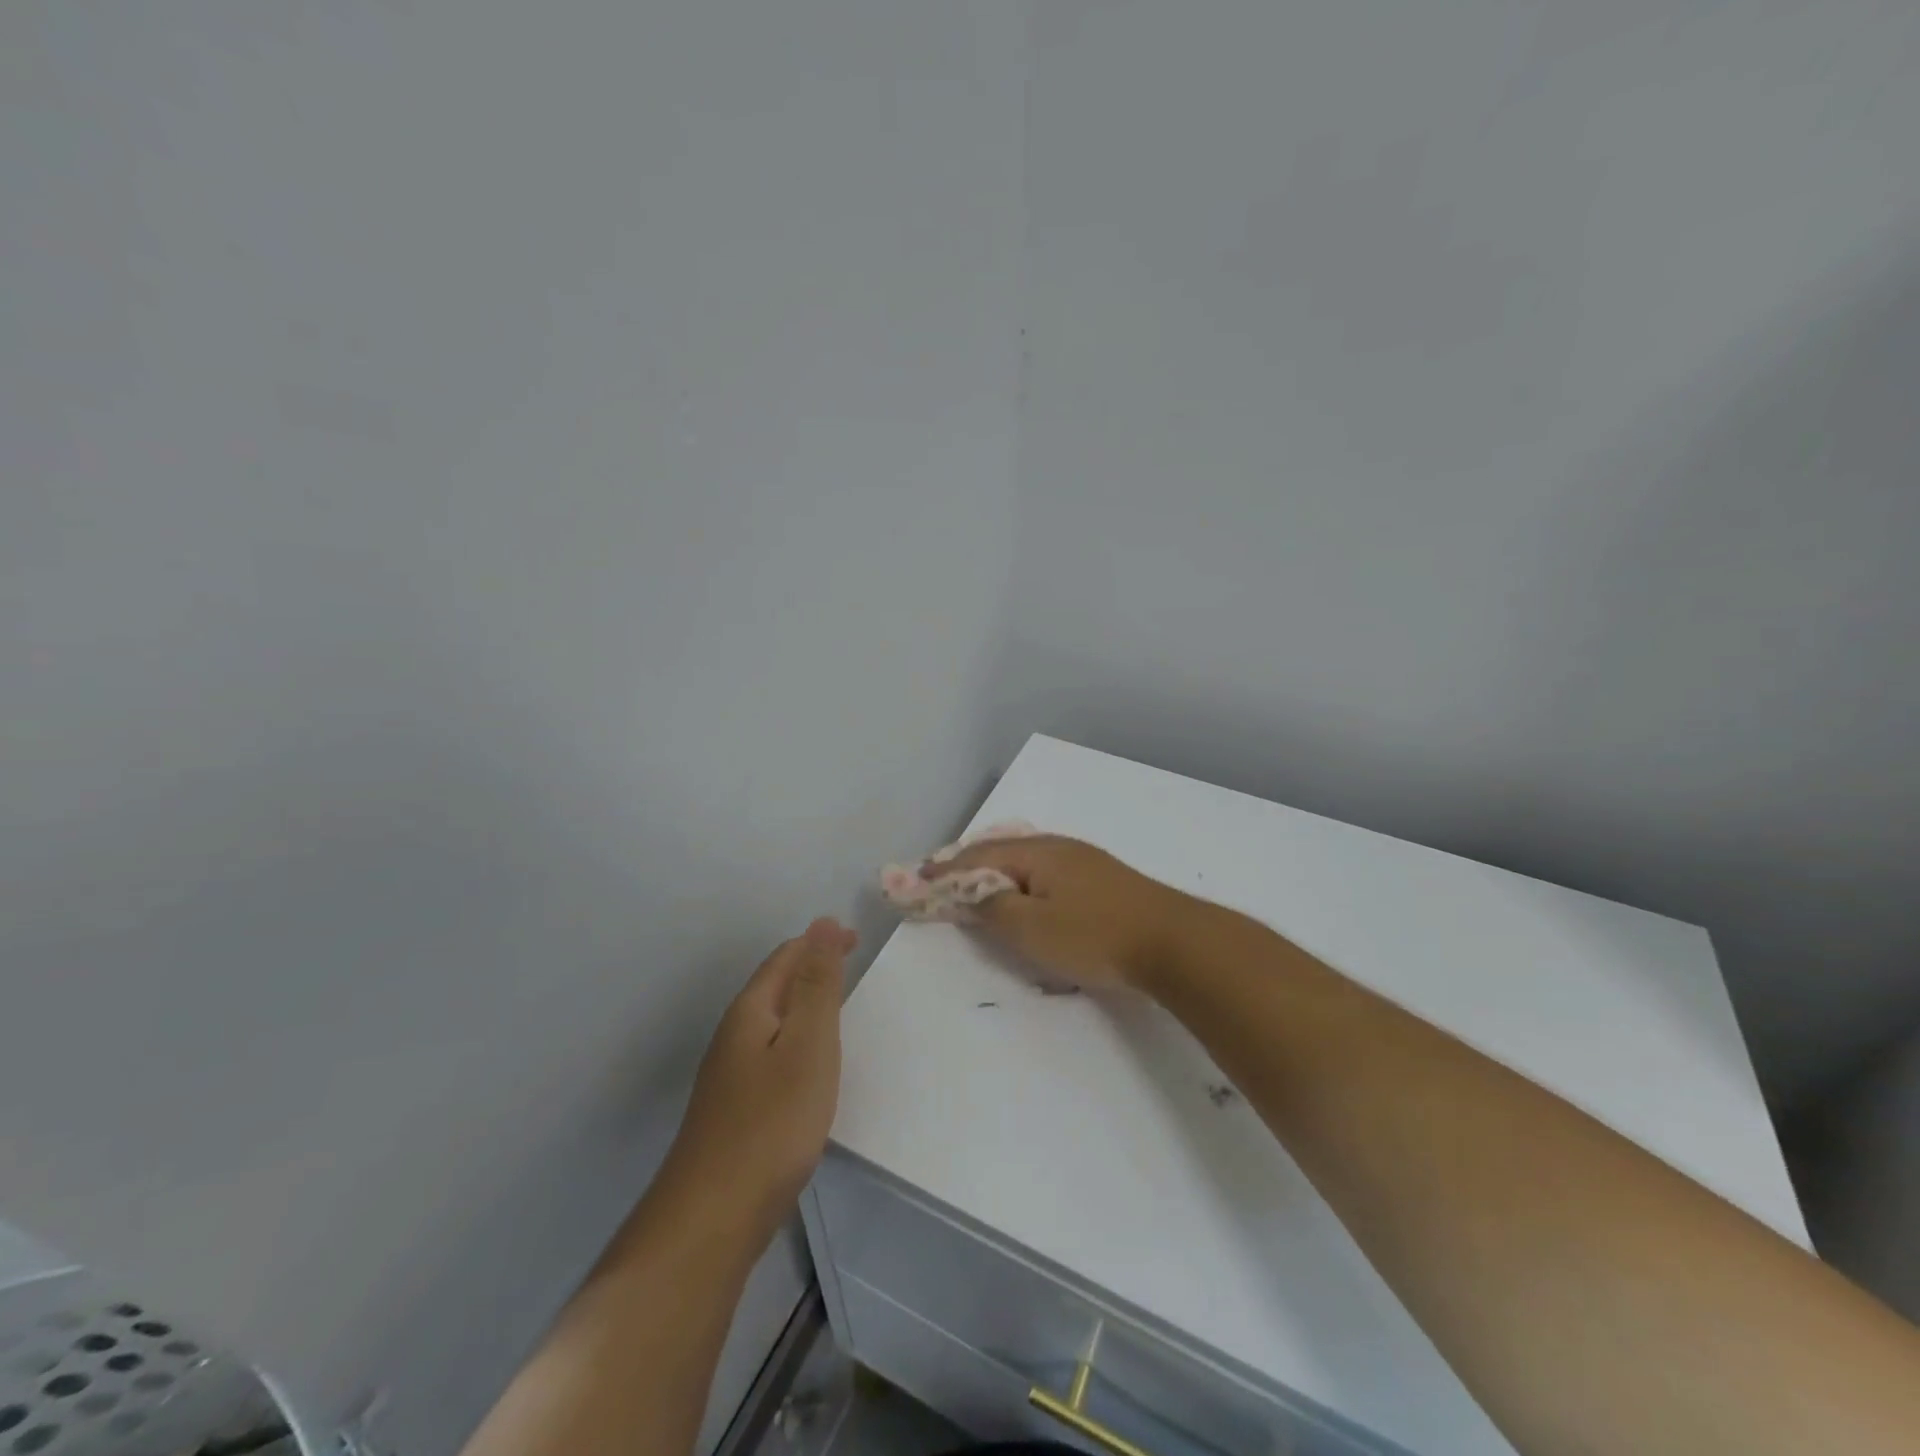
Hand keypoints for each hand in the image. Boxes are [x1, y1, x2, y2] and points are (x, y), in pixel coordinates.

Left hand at [663, 918, 855, 1237]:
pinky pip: (771, 1053)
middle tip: (852, 967)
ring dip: (804, 1004)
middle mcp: (733, 1035)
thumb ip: (818, 985)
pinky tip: (809, 1067)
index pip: (785, 958)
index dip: (820, 942)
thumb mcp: (808, 1045)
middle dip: (812, 968)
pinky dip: (797, 1041)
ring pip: (772, 1021)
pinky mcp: (734, 1109)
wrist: (712, 1219)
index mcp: (750, 1012)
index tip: (857, 940)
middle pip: (775, 986)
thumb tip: (823, 923)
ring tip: (838, 1008)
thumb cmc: (771, 1123)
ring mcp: (729, 1075)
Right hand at [929, 835, 1194, 992]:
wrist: (1174, 942)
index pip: (978, 856)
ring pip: (1026, 860)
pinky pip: (1046, 872)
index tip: (916, 879)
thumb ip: (994, 908)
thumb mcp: (1033, 928)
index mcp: (1037, 853)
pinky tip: (1025, 891)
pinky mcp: (1102, 880)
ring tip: (975, 884)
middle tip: (939, 879)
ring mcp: (1084, 861)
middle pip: (1001, 852)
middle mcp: (1058, 847)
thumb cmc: (1096, 935)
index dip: (945, 870)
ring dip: (995, 872)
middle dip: (967, 865)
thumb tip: (968, 891)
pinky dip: (1021, 881)